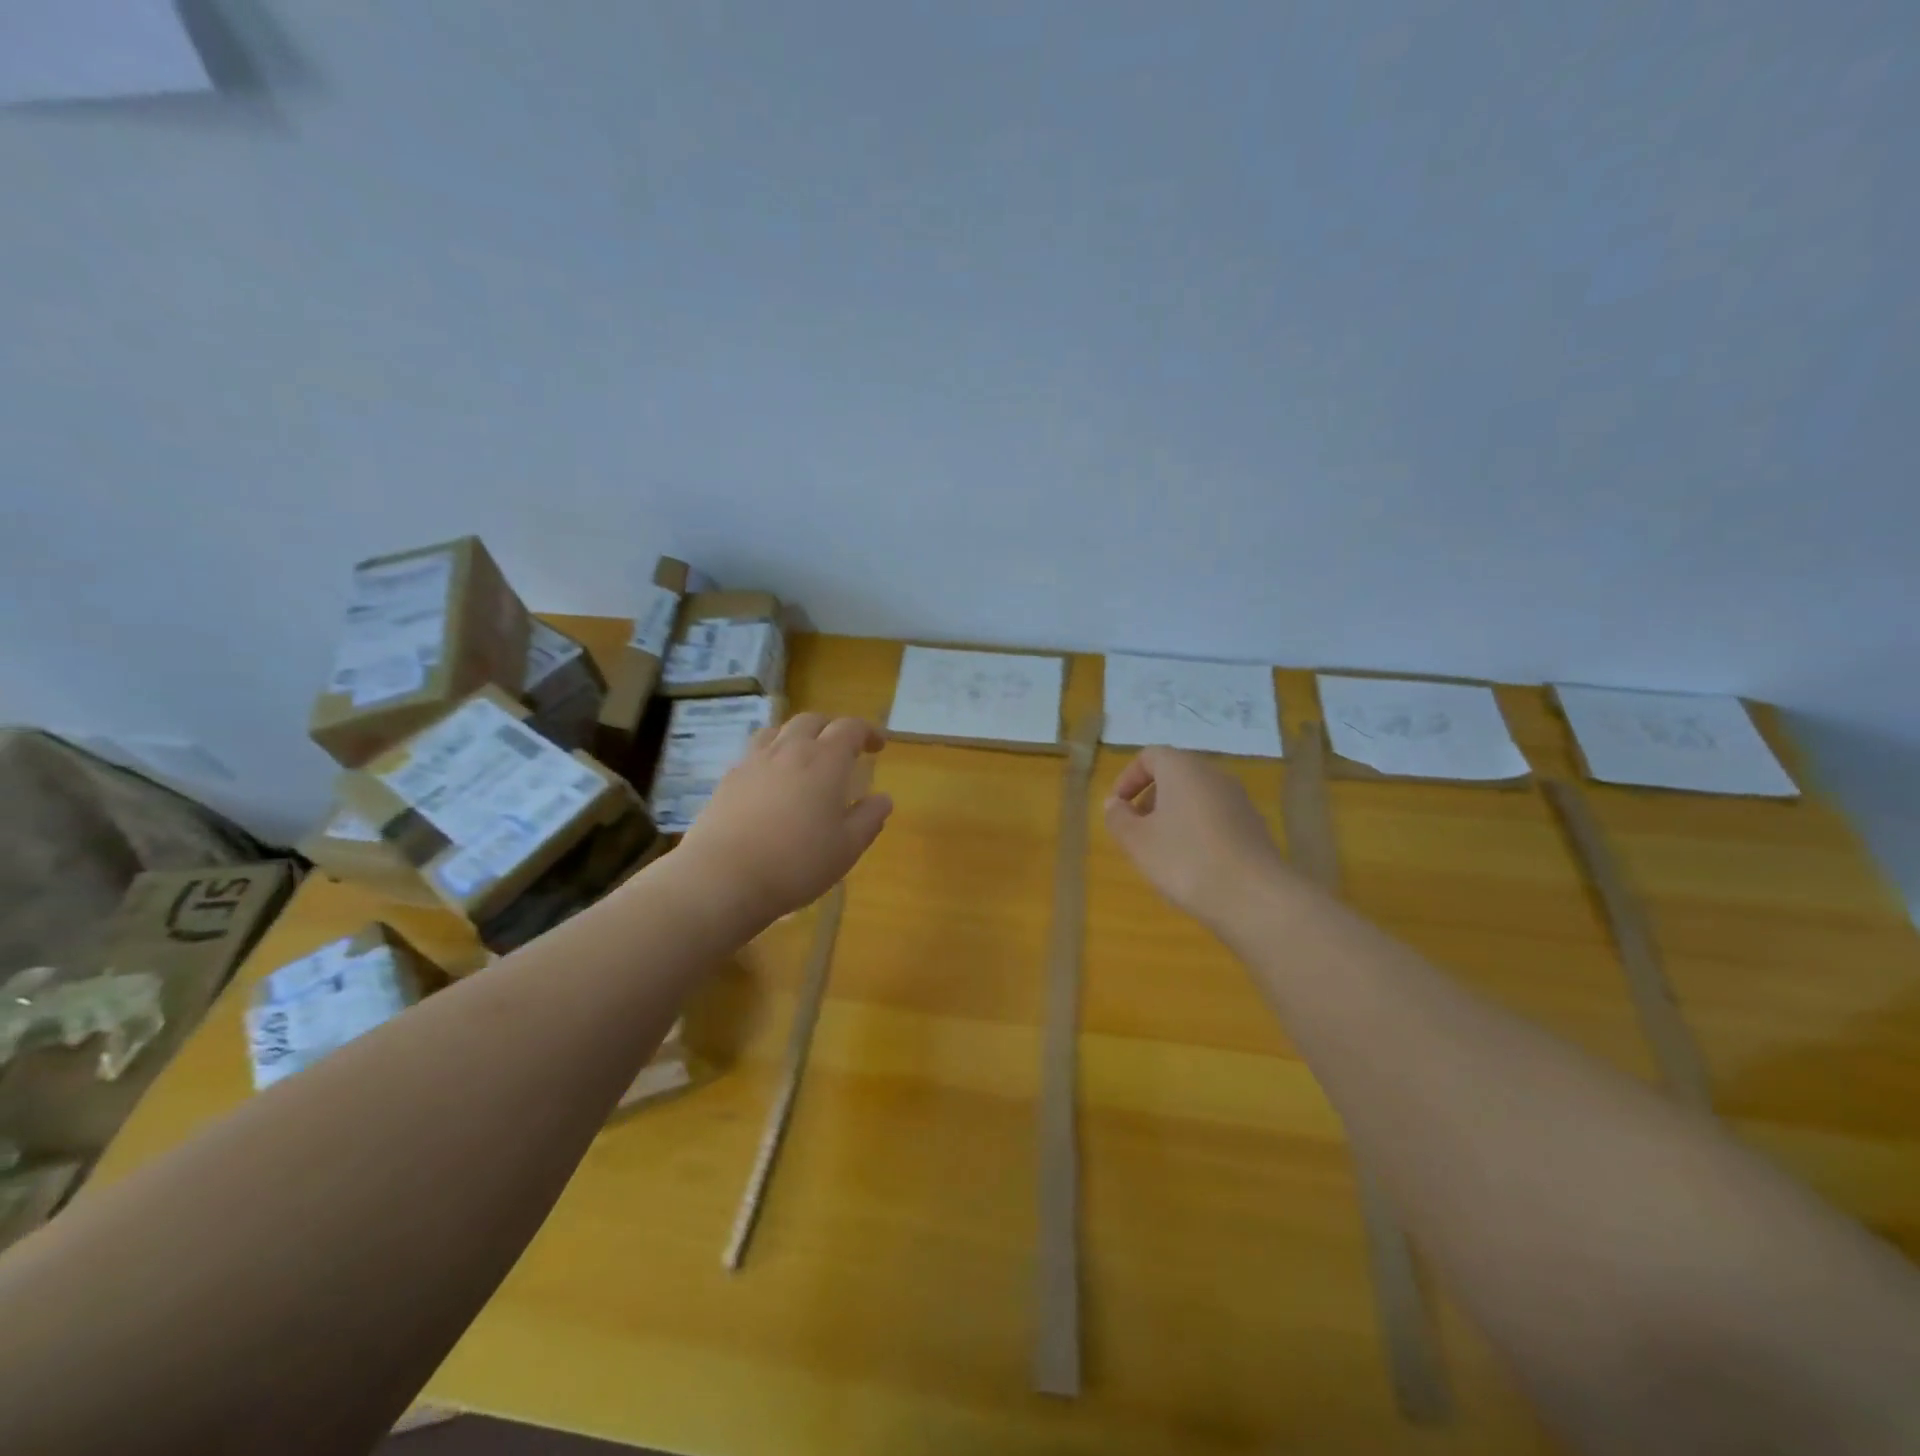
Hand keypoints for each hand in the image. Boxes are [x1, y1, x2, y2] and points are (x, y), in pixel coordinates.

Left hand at [678, 712, 892, 926]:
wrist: (723, 877)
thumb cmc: (797, 863)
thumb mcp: (847, 848)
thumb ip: (869, 818)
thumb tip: (883, 798)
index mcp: (825, 761)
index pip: (850, 728)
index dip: (867, 732)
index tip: (878, 746)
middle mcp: (790, 750)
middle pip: (812, 720)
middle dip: (832, 728)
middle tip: (843, 748)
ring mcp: (754, 761)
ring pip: (779, 730)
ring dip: (798, 735)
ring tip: (804, 755)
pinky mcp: (728, 778)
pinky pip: (754, 752)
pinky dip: (771, 754)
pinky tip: (771, 779)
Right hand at [1104, 747, 1290, 929]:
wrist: (1255, 897)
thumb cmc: (1185, 860)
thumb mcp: (1137, 842)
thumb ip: (1118, 818)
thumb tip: (1115, 804)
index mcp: (1183, 769)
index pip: (1150, 756)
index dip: (1128, 778)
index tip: (1117, 807)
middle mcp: (1214, 775)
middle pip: (1175, 775)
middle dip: (1150, 798)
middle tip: (1136, 830)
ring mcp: (1239, 800)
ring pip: (1196, 797)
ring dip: (1173, 816)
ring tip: (1161, 851)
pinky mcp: (1254, 826)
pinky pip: (1216, 817)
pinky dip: (1197, 830)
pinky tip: (1192, 864)